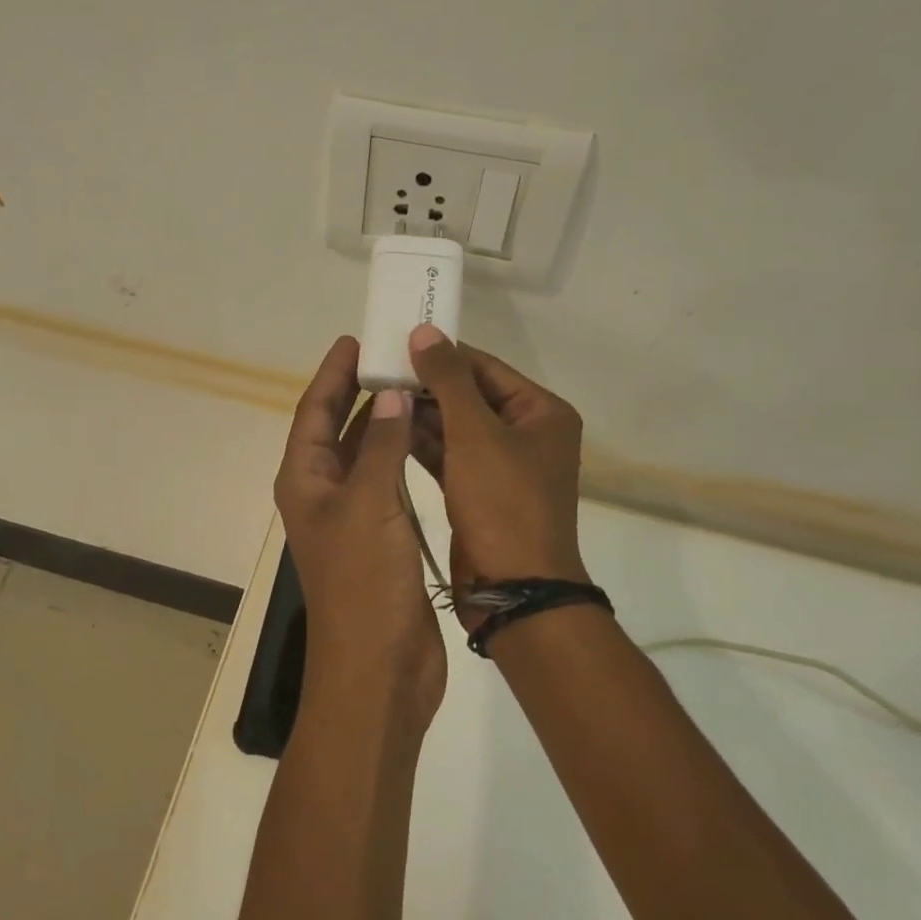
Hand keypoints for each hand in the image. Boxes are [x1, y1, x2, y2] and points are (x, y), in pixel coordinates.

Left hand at [274, 337, 444, 728]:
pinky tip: (426, 439)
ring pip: (364, 454)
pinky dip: (401, 455)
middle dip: (358, 392)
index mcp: (304, 480)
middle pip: (335, 428)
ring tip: (414, 385)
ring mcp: (352, 516)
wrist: (379, 668)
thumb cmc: (364, 583)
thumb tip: (390, 394)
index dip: (331, 374)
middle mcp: (322, 493)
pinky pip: (387, 480)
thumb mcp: (370, 505)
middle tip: (390, 354)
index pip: (312, 412)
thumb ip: (380, 446)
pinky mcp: (380, 537)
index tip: (354, 339)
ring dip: (383, 421)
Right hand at [406, 326, 587, 619]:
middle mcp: (527, 434)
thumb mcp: (475, 434)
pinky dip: (424, 444)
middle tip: (380, 370)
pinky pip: (450, 456)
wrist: (514, 588)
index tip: (398, 342)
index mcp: (542, 413)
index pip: (486, 367)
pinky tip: (390, 430)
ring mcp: (503, 466)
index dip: (444, 353)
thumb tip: (424, 331)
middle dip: (428, 385)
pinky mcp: (481, 492)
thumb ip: (448, 379)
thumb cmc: (502, 503)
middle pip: (471, 396)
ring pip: (457, 427)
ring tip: (378, 395)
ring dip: (422, 414)